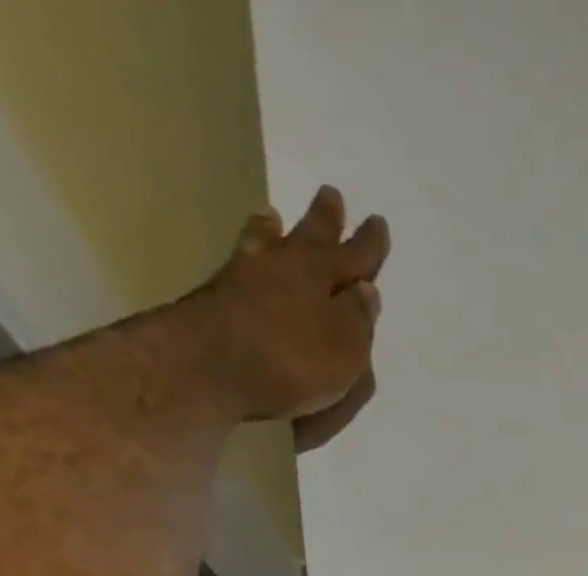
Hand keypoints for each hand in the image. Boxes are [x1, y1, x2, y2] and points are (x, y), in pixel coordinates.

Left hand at [195, 186, 389, 451]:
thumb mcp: (345, 348)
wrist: (210, 367)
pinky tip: (248, 253)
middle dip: (325, 221)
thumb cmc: (294, 361)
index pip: (355, 259)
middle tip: (331, 195)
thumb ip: (358, 318)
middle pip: (311, 239)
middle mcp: (286, 267)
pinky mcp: (219, 294)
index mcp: (323, 279)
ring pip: (268, 243)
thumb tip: (366, 289)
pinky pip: (243, 261)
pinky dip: (250, 251)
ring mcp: (247, 277)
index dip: (368, 246)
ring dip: (275, 230)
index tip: (377, 222)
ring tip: (274, 216)